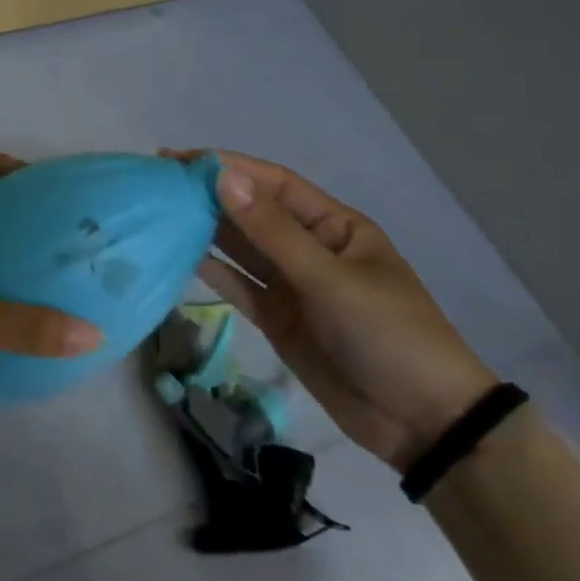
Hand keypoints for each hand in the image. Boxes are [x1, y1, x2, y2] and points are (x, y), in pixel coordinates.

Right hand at [169, 149, 495, 469]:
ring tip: (161, 213)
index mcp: (335, 226)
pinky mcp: (278, 319)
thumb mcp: (330, 278)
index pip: (274, 184)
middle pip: (253, 213)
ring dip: (206, 230)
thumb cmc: (388, 334)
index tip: (181, 158)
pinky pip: (240, 287)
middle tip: (158, 183)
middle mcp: (310, 248)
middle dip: (211, 196)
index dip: (230, 167)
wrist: (421, 422)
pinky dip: (213, 272)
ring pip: (242, 249)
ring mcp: (292, 286)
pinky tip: (181, 255)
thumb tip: (223, 178)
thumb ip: (272, 232)